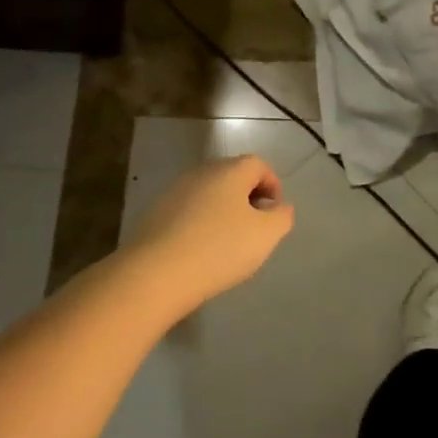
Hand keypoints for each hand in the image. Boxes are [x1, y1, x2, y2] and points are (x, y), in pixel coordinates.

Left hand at [123, 155, 294, 311]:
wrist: (156, 273)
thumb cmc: (220, 249)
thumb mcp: (266, 235)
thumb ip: (281, 217)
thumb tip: (279, 207)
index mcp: (230, 170)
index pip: (259, 164)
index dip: (273, 185)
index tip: (275, 214)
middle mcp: (201, 172)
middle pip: (232, 176)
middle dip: (248, 197)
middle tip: (255, 228)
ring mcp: (175, 191)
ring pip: (209, 194)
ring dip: (223, 211)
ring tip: (229, 243)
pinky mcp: (156, 212)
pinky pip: (188, 211)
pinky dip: (201, 223)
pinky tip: (201, 250)